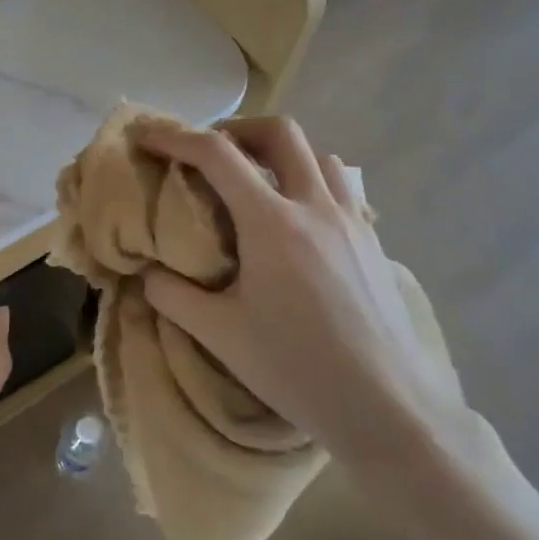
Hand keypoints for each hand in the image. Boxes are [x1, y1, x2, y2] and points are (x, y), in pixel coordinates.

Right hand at [138, 117, 468, 468]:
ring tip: (255, 182)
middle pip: (279, 133)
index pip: (217, 155)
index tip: (149, 138)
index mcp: (272, 224)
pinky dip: (309, 182)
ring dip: (279, 154)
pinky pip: (340, 188)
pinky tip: (297, 222)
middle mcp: (315, 207)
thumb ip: (174, 296)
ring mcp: (352, 221)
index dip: (176, 138)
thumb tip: (149, 273)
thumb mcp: (222, 336)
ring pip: (317, 155)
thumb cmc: (299, 370)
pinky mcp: (373, 242)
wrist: (390, 410)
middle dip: (236, 129)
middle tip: (209, 153)